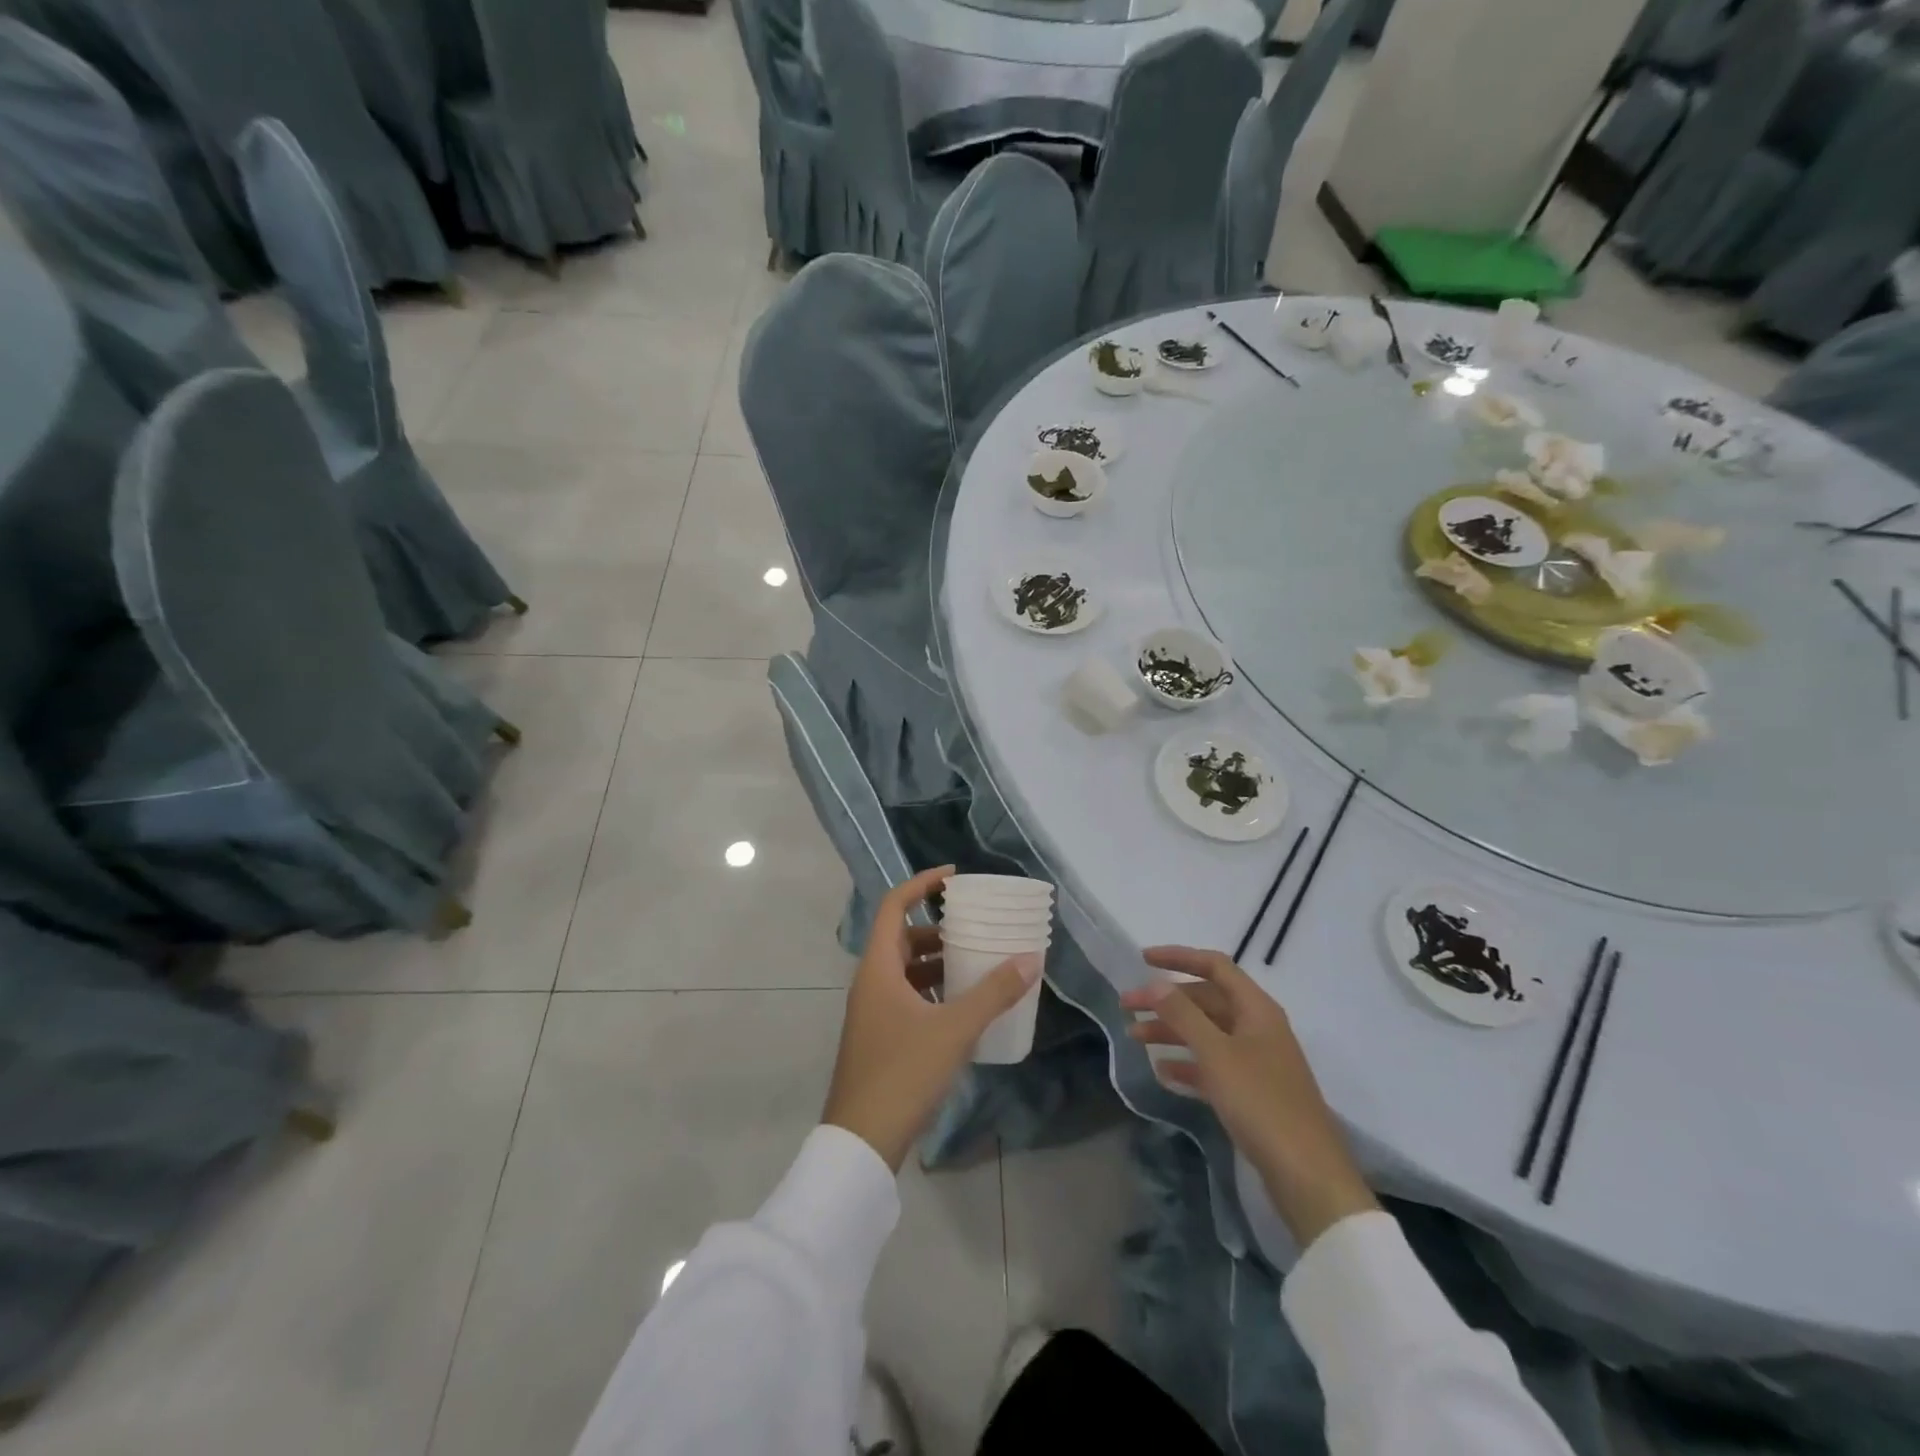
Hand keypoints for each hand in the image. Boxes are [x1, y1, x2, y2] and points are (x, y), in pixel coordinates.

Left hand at [822, 867, 1042, 1171]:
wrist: (862, 1141)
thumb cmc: (903, 1072)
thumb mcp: (954, 1029)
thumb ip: (993, 992)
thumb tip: (1031, 958)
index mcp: (878, 968)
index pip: (894, 906)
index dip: (921, 884)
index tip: (954, 877)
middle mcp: (870, 982)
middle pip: (902, 938)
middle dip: (937, 928)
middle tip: (974, 927)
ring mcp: (872, 1012)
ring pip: (905, 970)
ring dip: (936, 961)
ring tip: (975, 963)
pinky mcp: (879, 1037)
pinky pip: (907, 997)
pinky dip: (932, 990)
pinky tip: (962, 1006)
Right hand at [1122, 947, 1377, 1248]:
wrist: (1307, 1176)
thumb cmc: (1261, 1103)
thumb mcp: (1216, 1054)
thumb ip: (1182, 1014)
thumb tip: (1153, 983)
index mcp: (1256, 1009)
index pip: (1215, 966)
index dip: (1178, 957)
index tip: (1142, 960)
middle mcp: (1257, 1027)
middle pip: (1206, 1000)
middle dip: (1165, 1001)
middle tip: (1126, 1008)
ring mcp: (1256, 1061)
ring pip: (1206, 1033)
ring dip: (1171, 1031)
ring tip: (1134, 1039)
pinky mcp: (1251, 1092)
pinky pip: (1212, 1065)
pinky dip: (1187, 1063)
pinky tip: (1162, 1072)